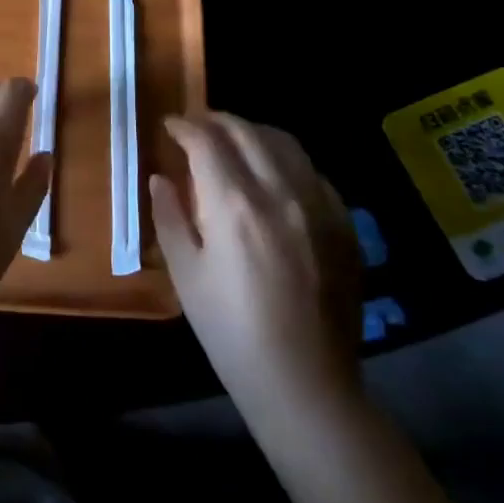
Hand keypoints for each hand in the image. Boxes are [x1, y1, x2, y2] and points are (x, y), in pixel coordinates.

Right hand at [150, 114, 361, 421]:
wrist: (304, 382)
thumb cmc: (230, 330)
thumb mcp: (185, 274)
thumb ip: (170, 217)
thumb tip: (160, 178)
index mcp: (234, 206)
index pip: (206, 142)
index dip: (184, 126)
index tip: (169, 125)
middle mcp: (280, 193)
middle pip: (247, 132)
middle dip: (216, 120)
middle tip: (196, 126)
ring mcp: (319, 207)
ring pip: (285, 143)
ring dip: (253, 132)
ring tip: (233, 140)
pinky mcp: (343, 225)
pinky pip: (313, 172)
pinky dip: (285, 159)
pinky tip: (273, 175)